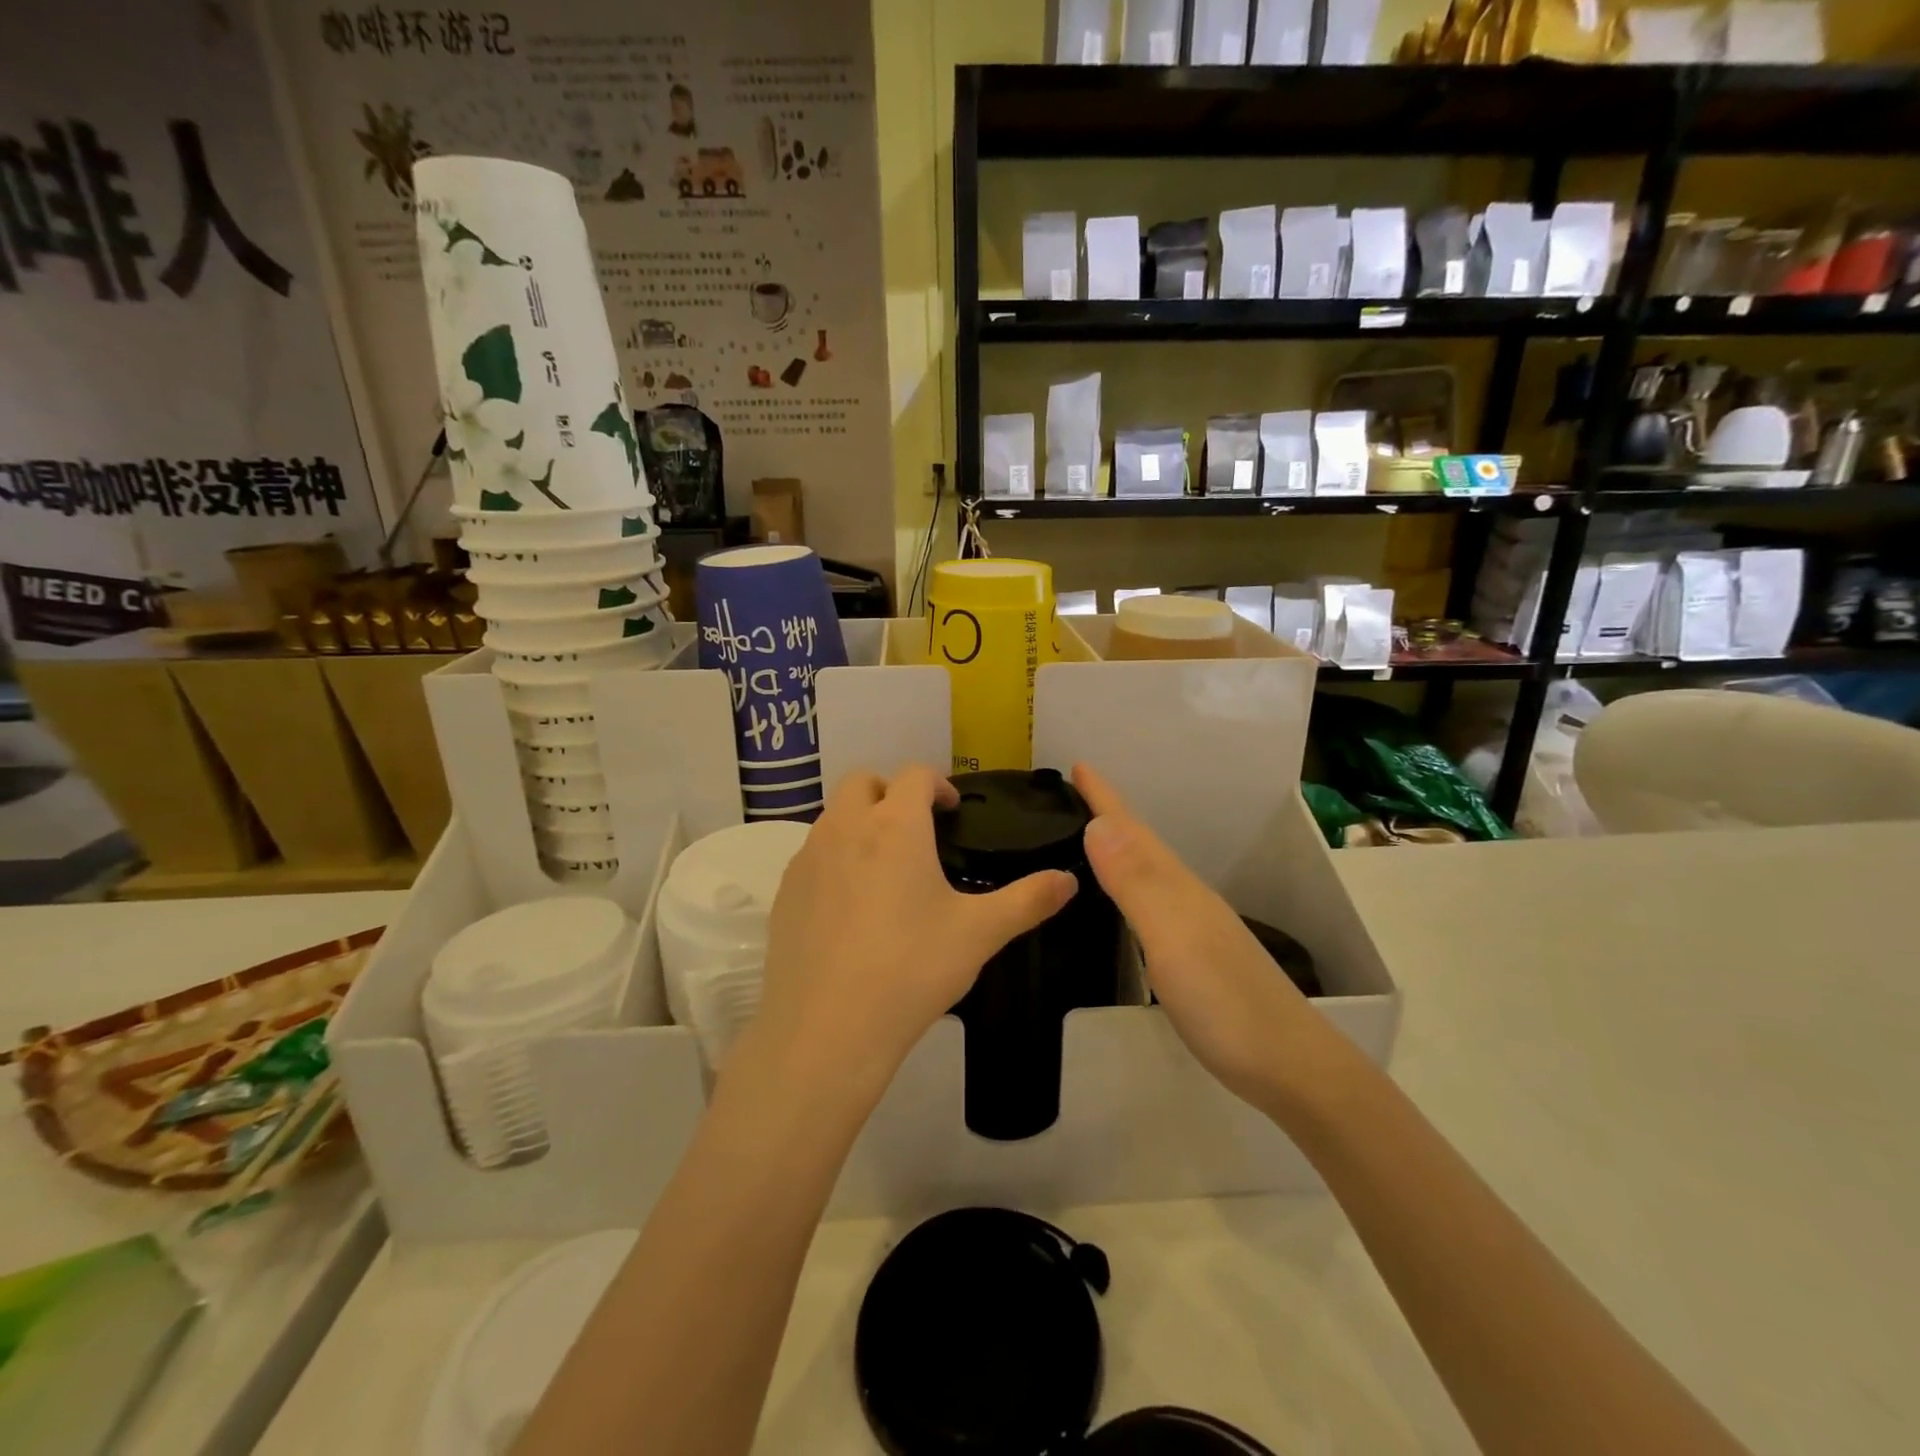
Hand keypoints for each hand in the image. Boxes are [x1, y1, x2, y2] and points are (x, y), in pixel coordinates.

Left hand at [749, 767, 1077, 1092]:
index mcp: (895, 825)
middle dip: (891, 791)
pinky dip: (834, 858)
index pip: (914, 775)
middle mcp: (845, 827)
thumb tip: (1069, 880)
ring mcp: (807, 858)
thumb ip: (1028, 900)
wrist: (827, 1029)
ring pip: (833, 816)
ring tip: (886, 868)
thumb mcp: (979, 933)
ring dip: (860, 822)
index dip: (938, 783)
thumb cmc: (911, 968)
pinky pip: (812, 855)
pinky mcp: (785, 892)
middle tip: (917, 830)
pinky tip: (851, 907)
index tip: (952, 810)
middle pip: (862, 781)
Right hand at [1073, 764, 1334, 1112]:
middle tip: (1074, 794)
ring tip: (1090, 837)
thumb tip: (1098, 823)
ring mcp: (1195, 928)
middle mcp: (1186, 898)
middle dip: (1109, 815)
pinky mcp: (1196, 958)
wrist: (1290, 1068)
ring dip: (1120, 849)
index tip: (1077, 763)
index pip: (1133, 831)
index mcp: (1177, 887)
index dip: (1105, 798)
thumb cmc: (1225, 1002)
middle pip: (1142, 845)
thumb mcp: (1173, 937)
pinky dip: (1130, 889)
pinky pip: (1152, 904)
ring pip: (1149, 873)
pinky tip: (1124, 903)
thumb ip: (1136, 882)